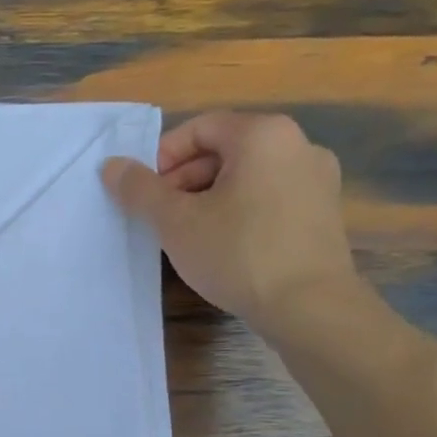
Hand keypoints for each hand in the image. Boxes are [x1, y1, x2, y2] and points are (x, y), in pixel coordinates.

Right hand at [101, 111, 356, 333]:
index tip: (145, 193)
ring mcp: (318, 180)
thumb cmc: (238, 253)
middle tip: (161, 216)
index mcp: (264, 135)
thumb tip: (112, 166)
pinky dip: (240, 211)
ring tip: (188, 234)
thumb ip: (140, 189)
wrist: (310, 308)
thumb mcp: (175, 221)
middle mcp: (299, 145)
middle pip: (225, 150)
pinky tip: (224, 246)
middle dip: (184, 180)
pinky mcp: (324, 213)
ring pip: (247, 177)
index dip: (163, 157)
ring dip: (209, 198)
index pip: (199, 128)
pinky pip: (270, 198)